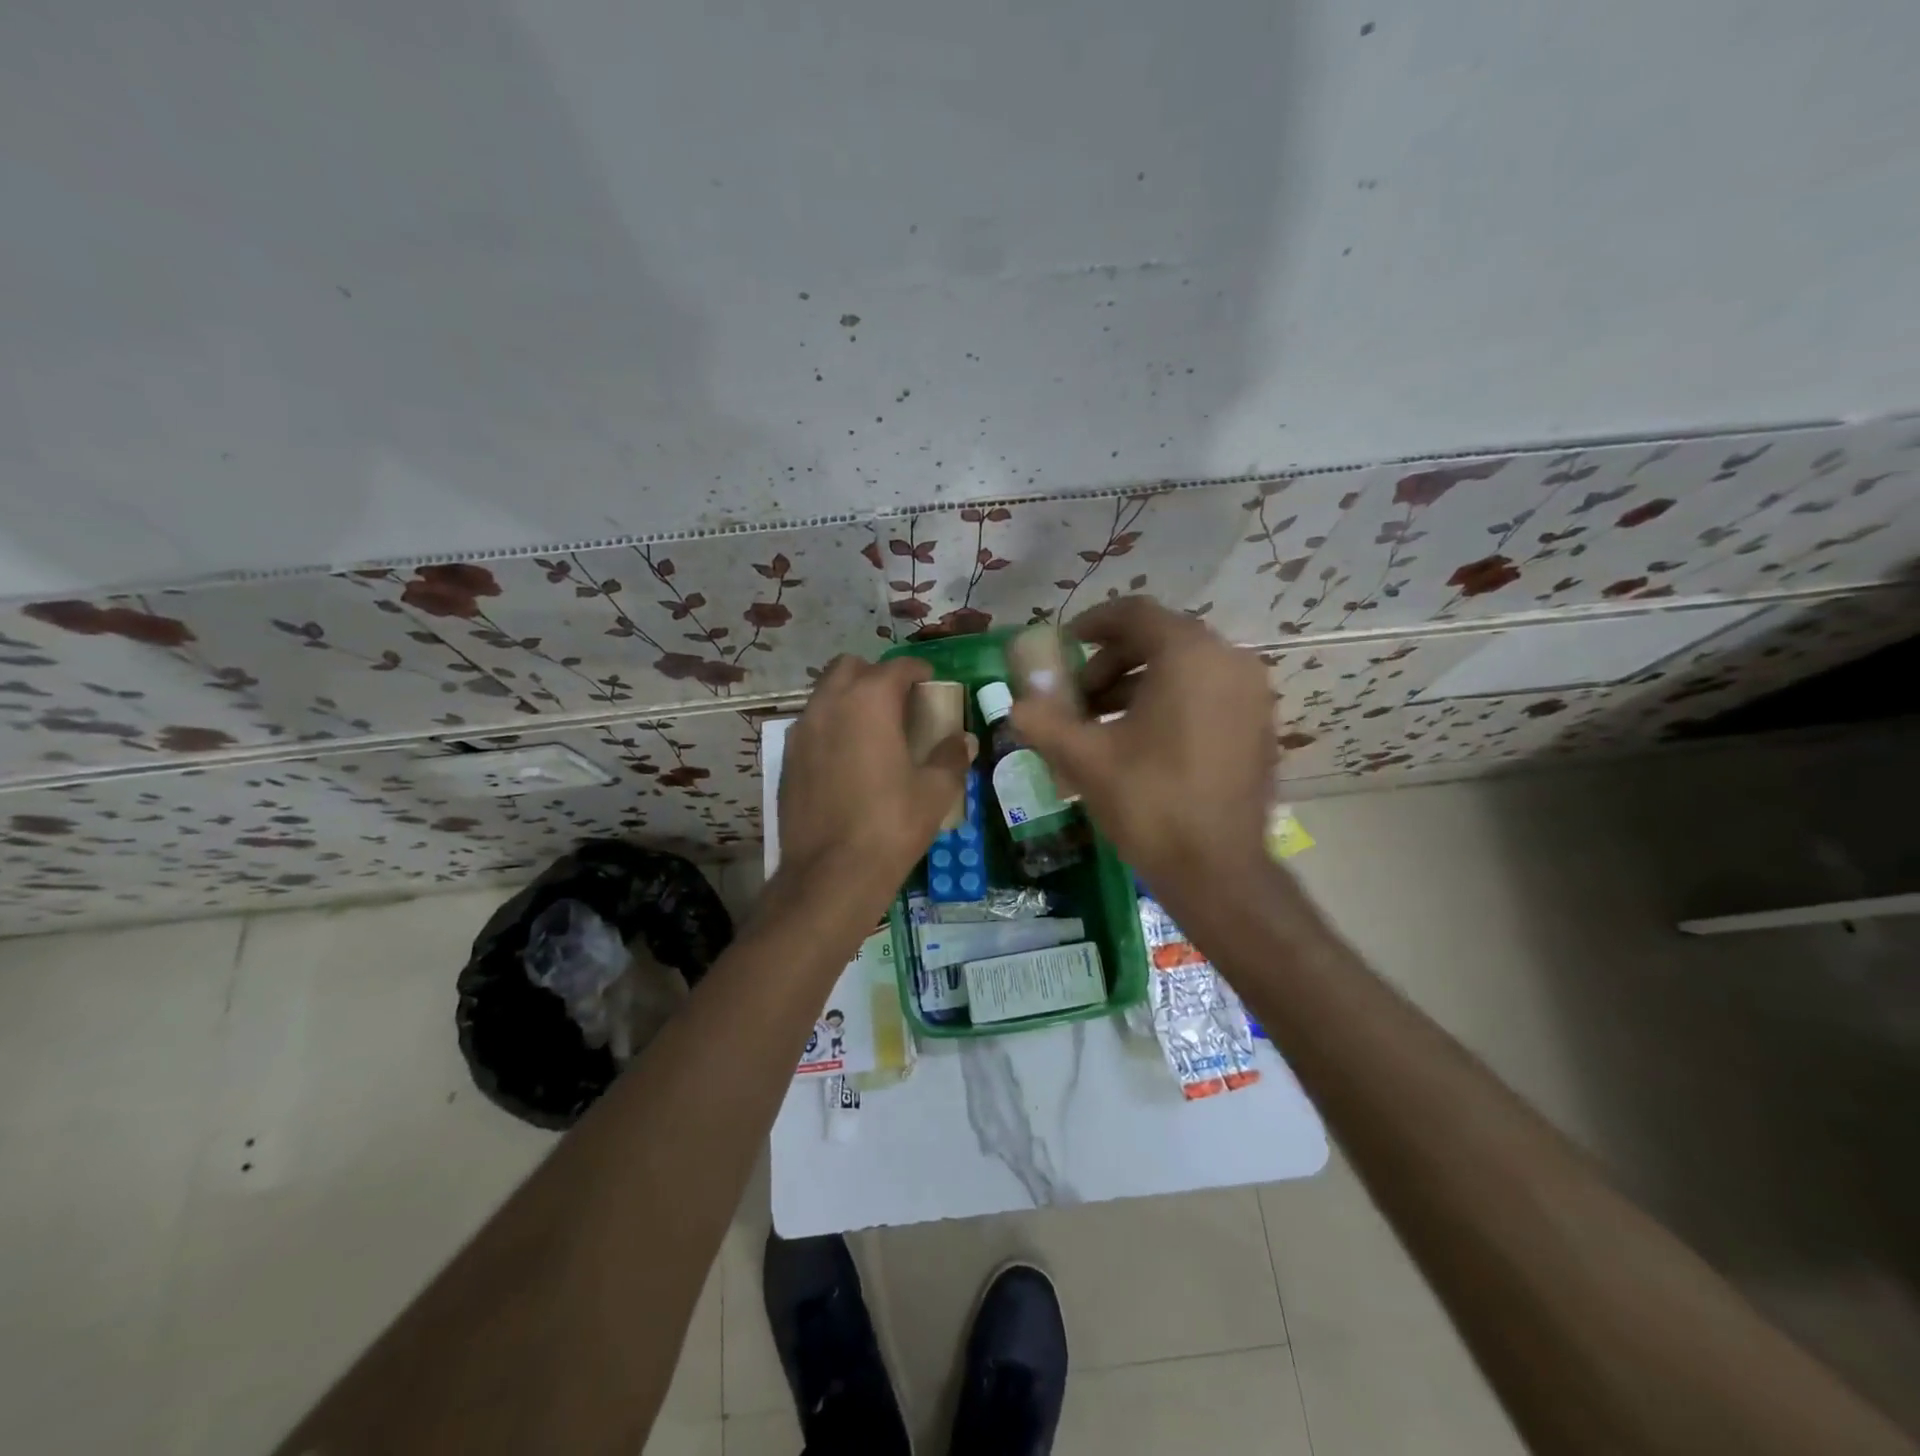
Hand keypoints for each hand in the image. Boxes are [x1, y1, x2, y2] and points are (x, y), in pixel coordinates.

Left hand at [775, 654, 974, 904]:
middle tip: (899, 704)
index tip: (932, 683)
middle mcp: (829, 705)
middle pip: (850, 668)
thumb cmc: (890, 825)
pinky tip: (849, 761)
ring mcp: (802, 731)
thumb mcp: (935, 792)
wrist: (830, 874)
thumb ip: (951, 757)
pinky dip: (831, 728)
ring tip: (874, 731)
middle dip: (876, 676)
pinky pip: (812, 726)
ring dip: (850, 700)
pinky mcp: (787, 759)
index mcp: (869, 702)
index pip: (897, 667)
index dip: (919, 671)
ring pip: (825, 695)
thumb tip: (963, 740)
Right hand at [1009, 597, 1274, 889]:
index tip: (1063, 647)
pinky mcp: (1259, 726)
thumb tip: (1016, 700)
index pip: (1135, 613)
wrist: (1218, 870)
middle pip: (1160, 639)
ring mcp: (1252, 694)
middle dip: (1110, 662)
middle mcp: (1230, 661)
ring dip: (1137, 685)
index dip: (1092, 624)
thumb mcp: (1084, 757)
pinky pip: (1207, 693)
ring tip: (1101, 724)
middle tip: (1078, 698)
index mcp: (1189, 655)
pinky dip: (1170, 702)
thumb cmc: (1149, 802)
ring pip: (1184, 668)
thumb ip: (1042, 717)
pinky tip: (1141, 742)